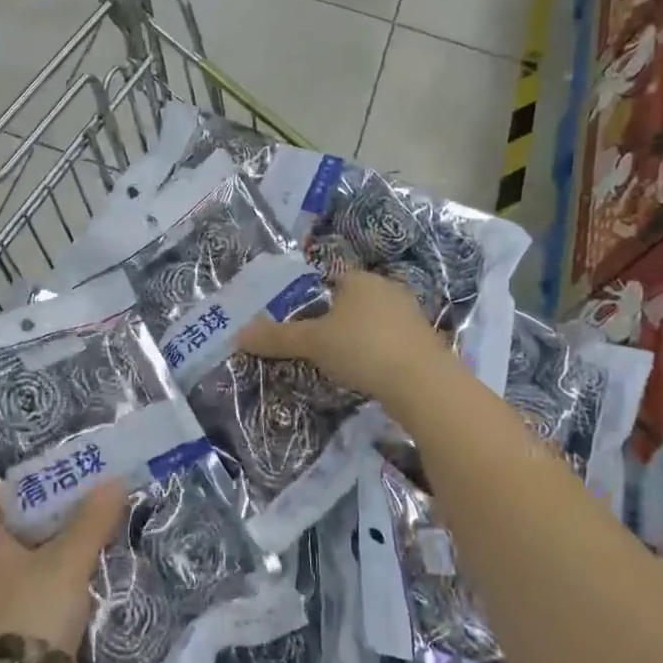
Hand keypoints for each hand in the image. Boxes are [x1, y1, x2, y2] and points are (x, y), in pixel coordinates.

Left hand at [0, 467, 126, 655]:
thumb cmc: (33, 612)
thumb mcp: (68, 561)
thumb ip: (92, 521)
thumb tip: (114, 481)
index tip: (14, 453)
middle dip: (28, 496)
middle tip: (64, 474)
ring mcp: (0, 594)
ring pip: (20, 547)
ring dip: (45, 529)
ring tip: (80, 509)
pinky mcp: (19, 618)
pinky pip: (35, 574)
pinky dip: (54, 559)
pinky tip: (82, 555)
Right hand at [240, 269, 456, 406]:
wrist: (423, 383)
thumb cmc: (363, 349)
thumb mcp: (313, 343)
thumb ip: (277, 338)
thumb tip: (238, 334)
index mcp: (361, 280)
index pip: (331, 279)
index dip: (313, 297)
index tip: (300, 320)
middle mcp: (388, 289)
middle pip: (354, 300)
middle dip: (336, 318)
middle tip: (314, 342)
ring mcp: (411, 316)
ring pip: (374, 321)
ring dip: (359, 337)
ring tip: (339, 360)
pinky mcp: (424, 342)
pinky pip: (391, 342)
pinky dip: (377, 353)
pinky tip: (367, 372)